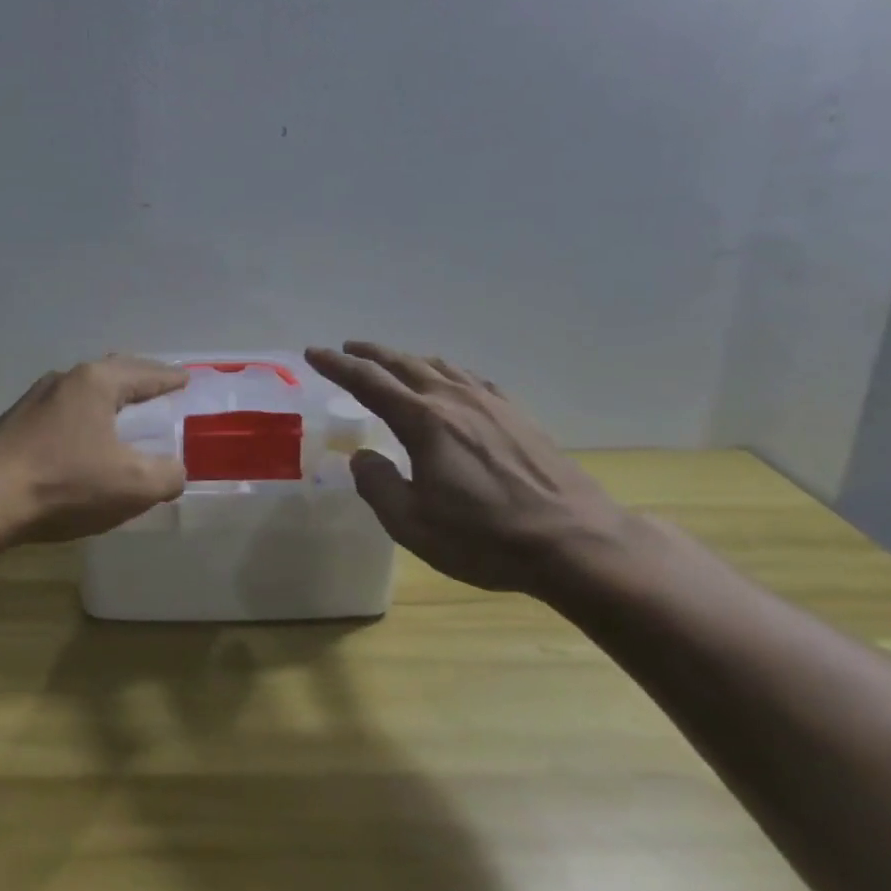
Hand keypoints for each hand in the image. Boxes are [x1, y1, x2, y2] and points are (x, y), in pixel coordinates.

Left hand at [0, 355, 189, 545]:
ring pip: (83, 392)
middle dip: (138, 382)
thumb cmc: (64, 483)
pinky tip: (84, 441)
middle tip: (160, 391)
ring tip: (124, 415)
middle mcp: (64, 380)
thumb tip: (174, 469)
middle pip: (112, 373)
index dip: (170, 378)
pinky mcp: (14, 424)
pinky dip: (84, 419)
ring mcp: (34, 400)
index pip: (145, 373)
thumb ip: (167, 475)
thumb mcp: (133, 486)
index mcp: (96, 382)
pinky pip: (63, 412)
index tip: (186, 379)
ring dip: (108, 401)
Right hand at [305, 342, 639, 595]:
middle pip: (403, 364)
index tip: (314, 352)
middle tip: (347, 348)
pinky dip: (447, 372)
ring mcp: (491, 403)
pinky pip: (471, 379)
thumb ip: (377, 485)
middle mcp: (454, 399)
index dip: (337, 365)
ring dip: (408, 359)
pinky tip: (452, 382)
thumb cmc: (485, 537)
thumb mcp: (413, 524)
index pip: (368, 381)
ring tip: (393, 361)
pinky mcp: (518, 416)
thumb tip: (362, 458)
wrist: (576, 542)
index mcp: (423, 420)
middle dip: (370, 354)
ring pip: (440, 366)